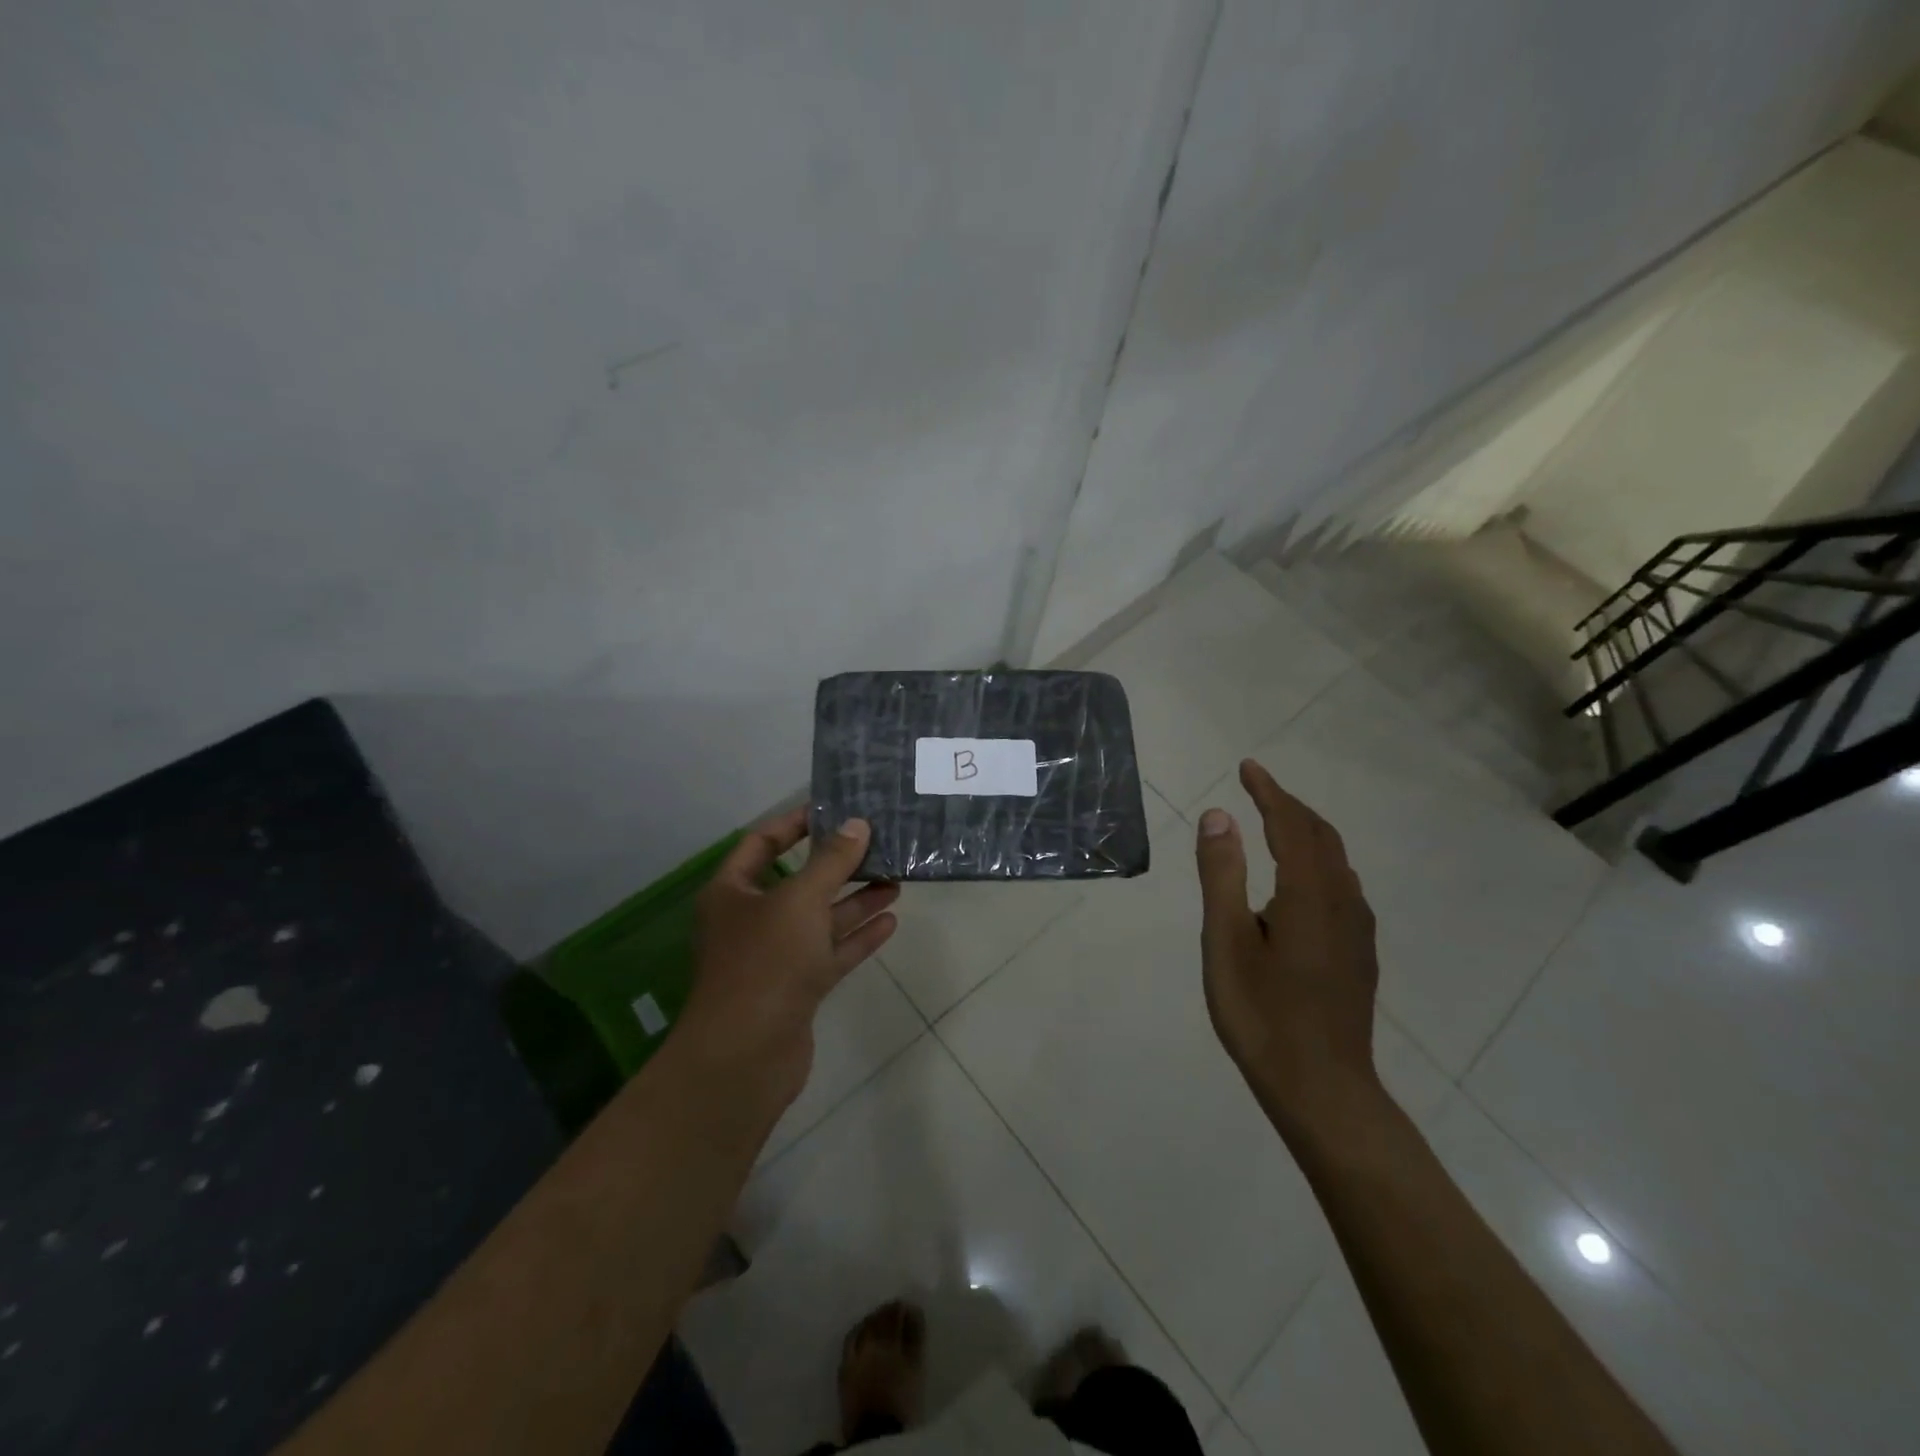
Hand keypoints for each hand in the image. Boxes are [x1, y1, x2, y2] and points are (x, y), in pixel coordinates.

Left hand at [678, 809, 899, 1111]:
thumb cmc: (766, 962)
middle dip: (837, 865)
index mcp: (733, 891)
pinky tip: (890, 919)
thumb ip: (831, 861)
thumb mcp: (800, 900)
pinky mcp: (797, 987)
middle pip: (798, 881)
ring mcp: (774, 956)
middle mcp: (750, 920)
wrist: (747, 1055)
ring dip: (855, 900)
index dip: (796, 823)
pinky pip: (830, 952)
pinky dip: (857, 937)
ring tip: (896, 878)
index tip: (836, 810)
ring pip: (819, 919)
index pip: (762, 842)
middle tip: (878, 845)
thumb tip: (857, 824)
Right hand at [1194, 760, 1384, 1143]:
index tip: (1248, 767)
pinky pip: (1342, 886)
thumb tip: (1218, 815)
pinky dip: (1318, 861)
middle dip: (1289, 806)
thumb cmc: (1262, 1015)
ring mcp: (1357, 930)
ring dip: (1306, 832)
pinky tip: (1301, 881)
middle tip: (1257, 787)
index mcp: (1308, 894)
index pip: (1290, 824)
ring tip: (1275, 823)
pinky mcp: (1359, 953)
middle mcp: (1341, 902)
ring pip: (1336, 861)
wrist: (1323, 1089)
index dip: (1269, 792)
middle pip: (1320, 836)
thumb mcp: (1226, 942)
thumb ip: (1222, 875)